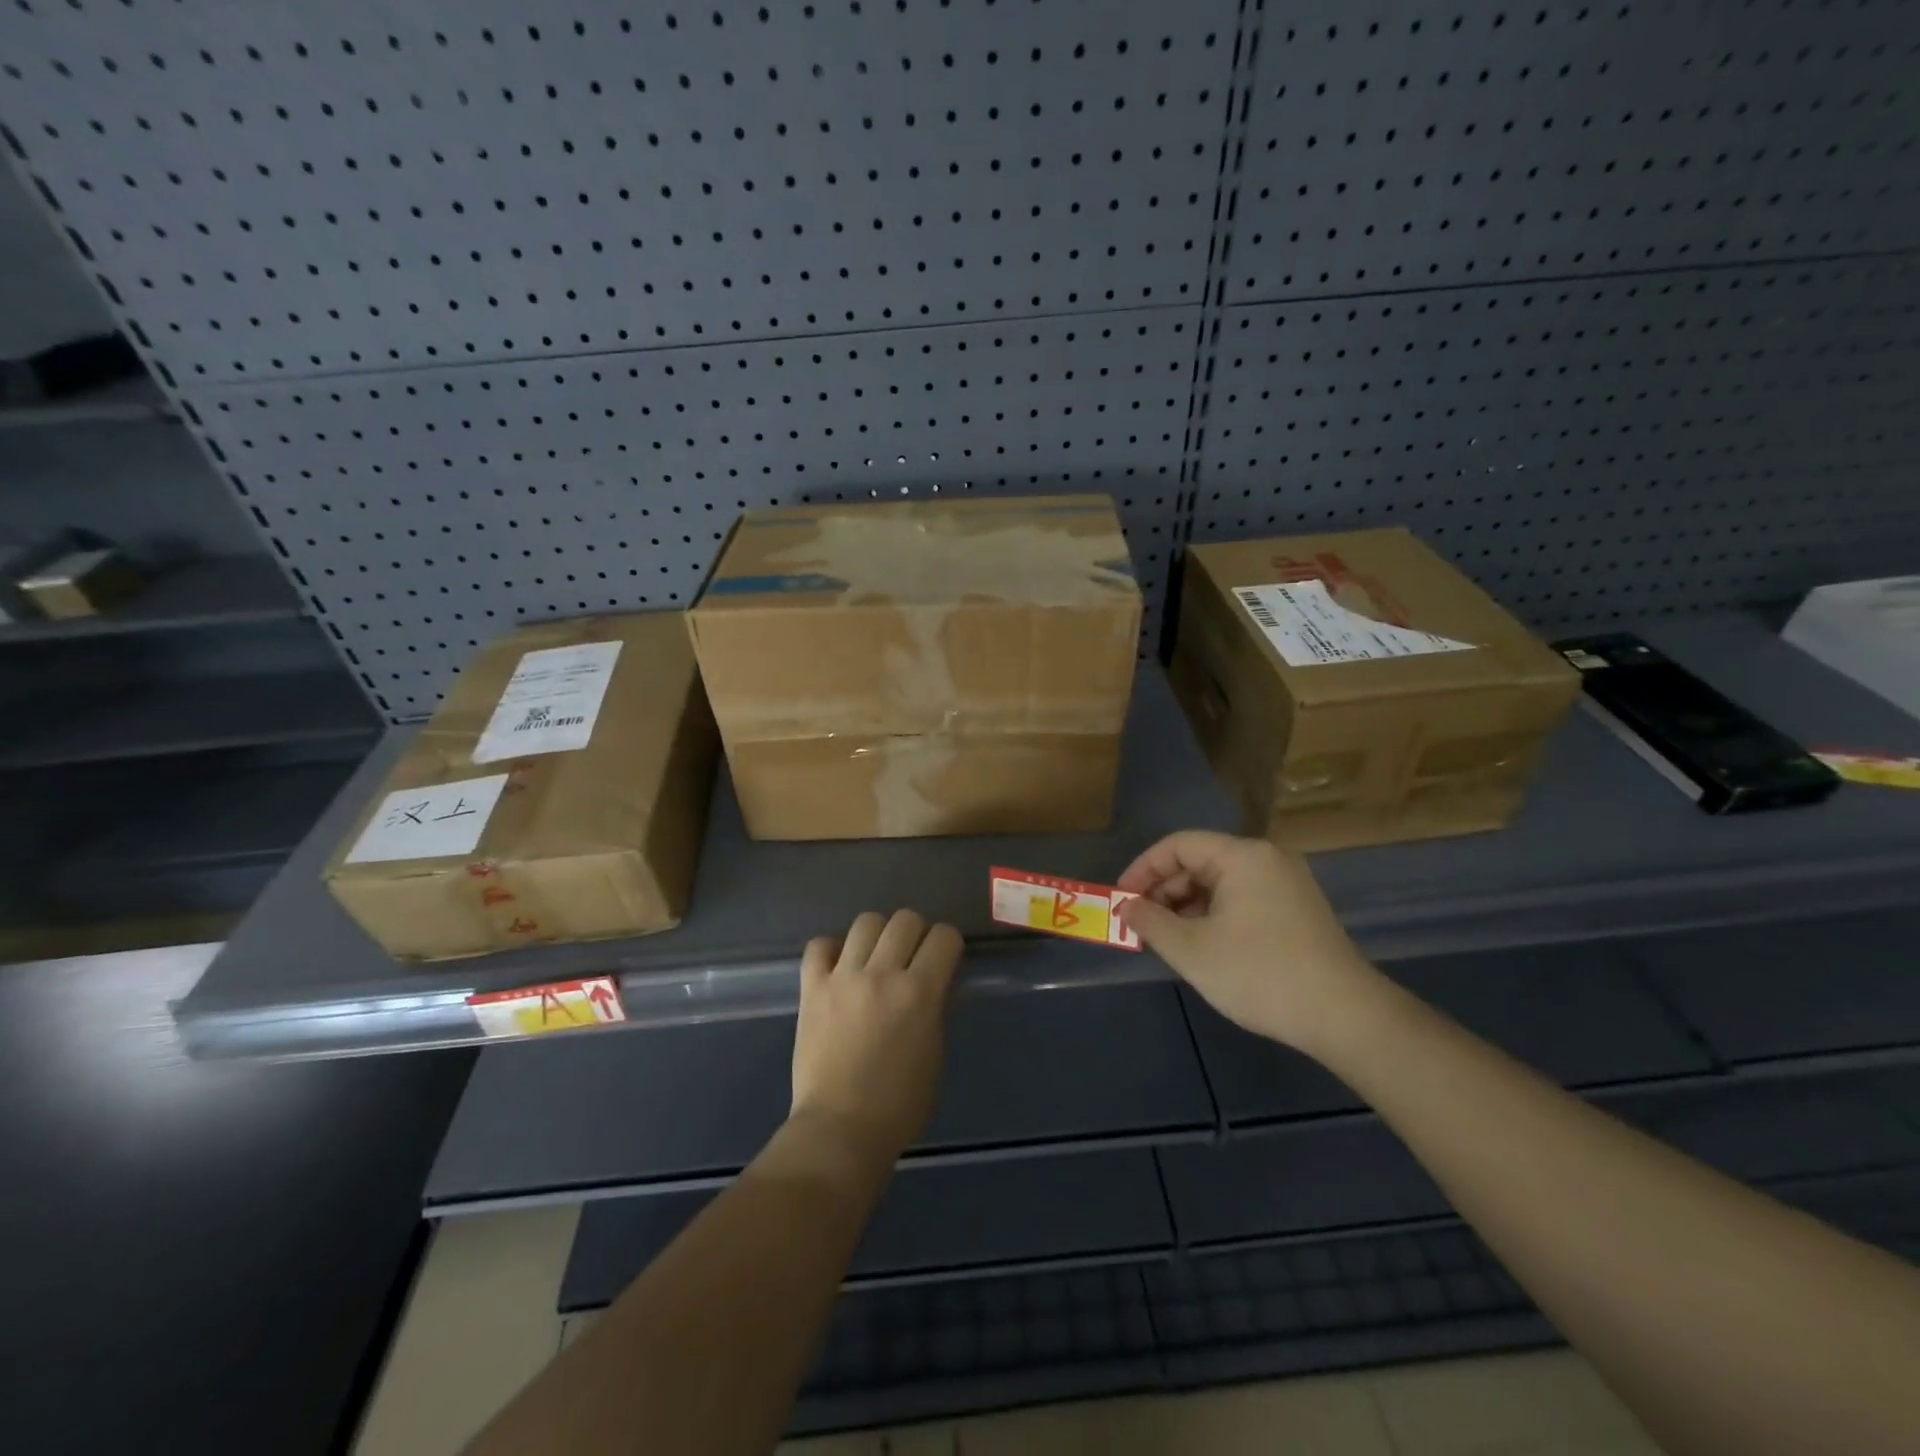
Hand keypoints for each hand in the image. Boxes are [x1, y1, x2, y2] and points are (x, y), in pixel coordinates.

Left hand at [790, 909, 962, 1167]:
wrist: (840, 1129)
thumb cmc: (899, 1105)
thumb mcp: (934, 1054)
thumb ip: (935, 1009)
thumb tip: (934, 982)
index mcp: (920, 993)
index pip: (944, 936)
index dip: (948, 943)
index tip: (944, 957)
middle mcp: (882, 974)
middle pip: (905, 919)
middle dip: (916, 933)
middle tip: (911, 957)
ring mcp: (843, 978)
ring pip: (866, 922)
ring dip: (878, 935)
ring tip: (875, 957)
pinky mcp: (812, 988)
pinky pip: (819, 945)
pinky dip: (832, 949)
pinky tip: (840, 967)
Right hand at [1116, 830, 1378, 1054]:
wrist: (1345, 1016)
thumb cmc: (1260, 974)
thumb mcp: (1192, 950)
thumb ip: (1151, 922)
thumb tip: (1127, 907)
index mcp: (1242, 856)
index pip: (1178, 845)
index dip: (1143, 869)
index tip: (1121, 900)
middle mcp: (1266, 859)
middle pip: (1200, 861)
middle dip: (1164, 891)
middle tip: (1141, 925)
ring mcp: (1287, 884)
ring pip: (1220, 883)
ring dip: (1187, 906)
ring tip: (1168, 940)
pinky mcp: (1298, 909)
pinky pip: (1242, 898)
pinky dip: (1215, 915)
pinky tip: (1203, 946)